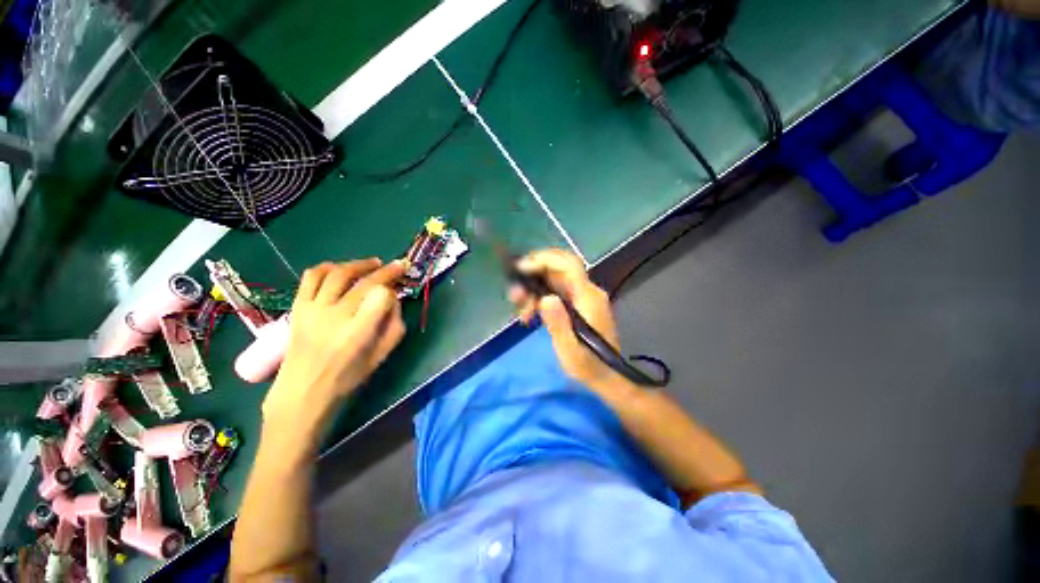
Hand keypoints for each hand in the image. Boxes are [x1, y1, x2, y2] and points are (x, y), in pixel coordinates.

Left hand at [263, 259, 406, 430]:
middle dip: (385, 271)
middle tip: (398, 266)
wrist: (303, 391)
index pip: (381, 296)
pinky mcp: (298, 307)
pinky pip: (311, 277)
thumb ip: (395, 325)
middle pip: (364, 282)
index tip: (398, 289)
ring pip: (338, 273)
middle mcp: (334, 316)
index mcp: (358, 333)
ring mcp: (313, 309)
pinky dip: (328, 267)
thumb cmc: (348, 377)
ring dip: (359, 264)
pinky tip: (340, 268)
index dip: (393, 290)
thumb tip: (394, 300)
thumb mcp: (382, 356)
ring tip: (373, 263)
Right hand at [509, 249, 626, 389]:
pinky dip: (540, 297)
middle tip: (516, 294)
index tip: (521, 269)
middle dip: (533, 274)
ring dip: (533, 289)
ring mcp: (583, 297)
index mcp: (588, 297)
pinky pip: (556, 291)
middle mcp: (587, 291)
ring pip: (554, 279)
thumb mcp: (569, 349)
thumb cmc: (588, 365)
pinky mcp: (577, 304)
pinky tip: (530, 313)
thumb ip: (558, 323)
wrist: (606, 376)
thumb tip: (545, 298)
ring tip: (521, 312)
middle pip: (558, 268)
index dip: (544, 260)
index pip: (567, 265)